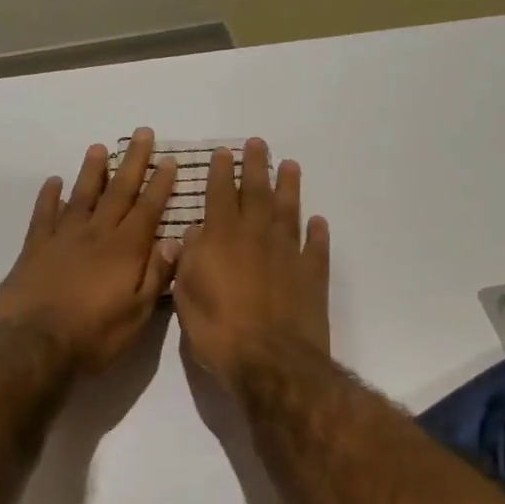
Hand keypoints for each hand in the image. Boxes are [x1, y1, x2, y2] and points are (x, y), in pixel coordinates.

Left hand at [0, 129, 180, 371]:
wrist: (33, 345)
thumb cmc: (93, 335)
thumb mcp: (137, 315)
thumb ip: (156, 275)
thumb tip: (175, 241)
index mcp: (125, 250)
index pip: (148, 209)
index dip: (160, 184)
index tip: (168, 160)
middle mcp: (96, 235)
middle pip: (118, 191)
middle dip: (133, 162)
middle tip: (142, 133)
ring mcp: (63, 238)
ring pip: (82, 195)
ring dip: (93, 170)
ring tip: (100, 147)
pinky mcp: (34, 248)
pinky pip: (44, 214)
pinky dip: (49, 196)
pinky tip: (54, 181)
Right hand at [173, 138, 329, 392]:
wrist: (270, 360)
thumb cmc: (218, 330)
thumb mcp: (186, 294)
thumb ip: (188, 259)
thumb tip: (194, 233)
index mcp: (222, 237)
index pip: (220, 194)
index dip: (221, 172)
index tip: (224, 152)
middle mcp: (257, 235)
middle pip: (258, 192)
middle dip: (256, 166)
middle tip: (259, 144)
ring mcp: (289, 252)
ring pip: (289, 210)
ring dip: (289, 187)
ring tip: (291, 166)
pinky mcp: (312, 274)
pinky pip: (316, 246)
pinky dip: (317, 231)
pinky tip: (318, 221)